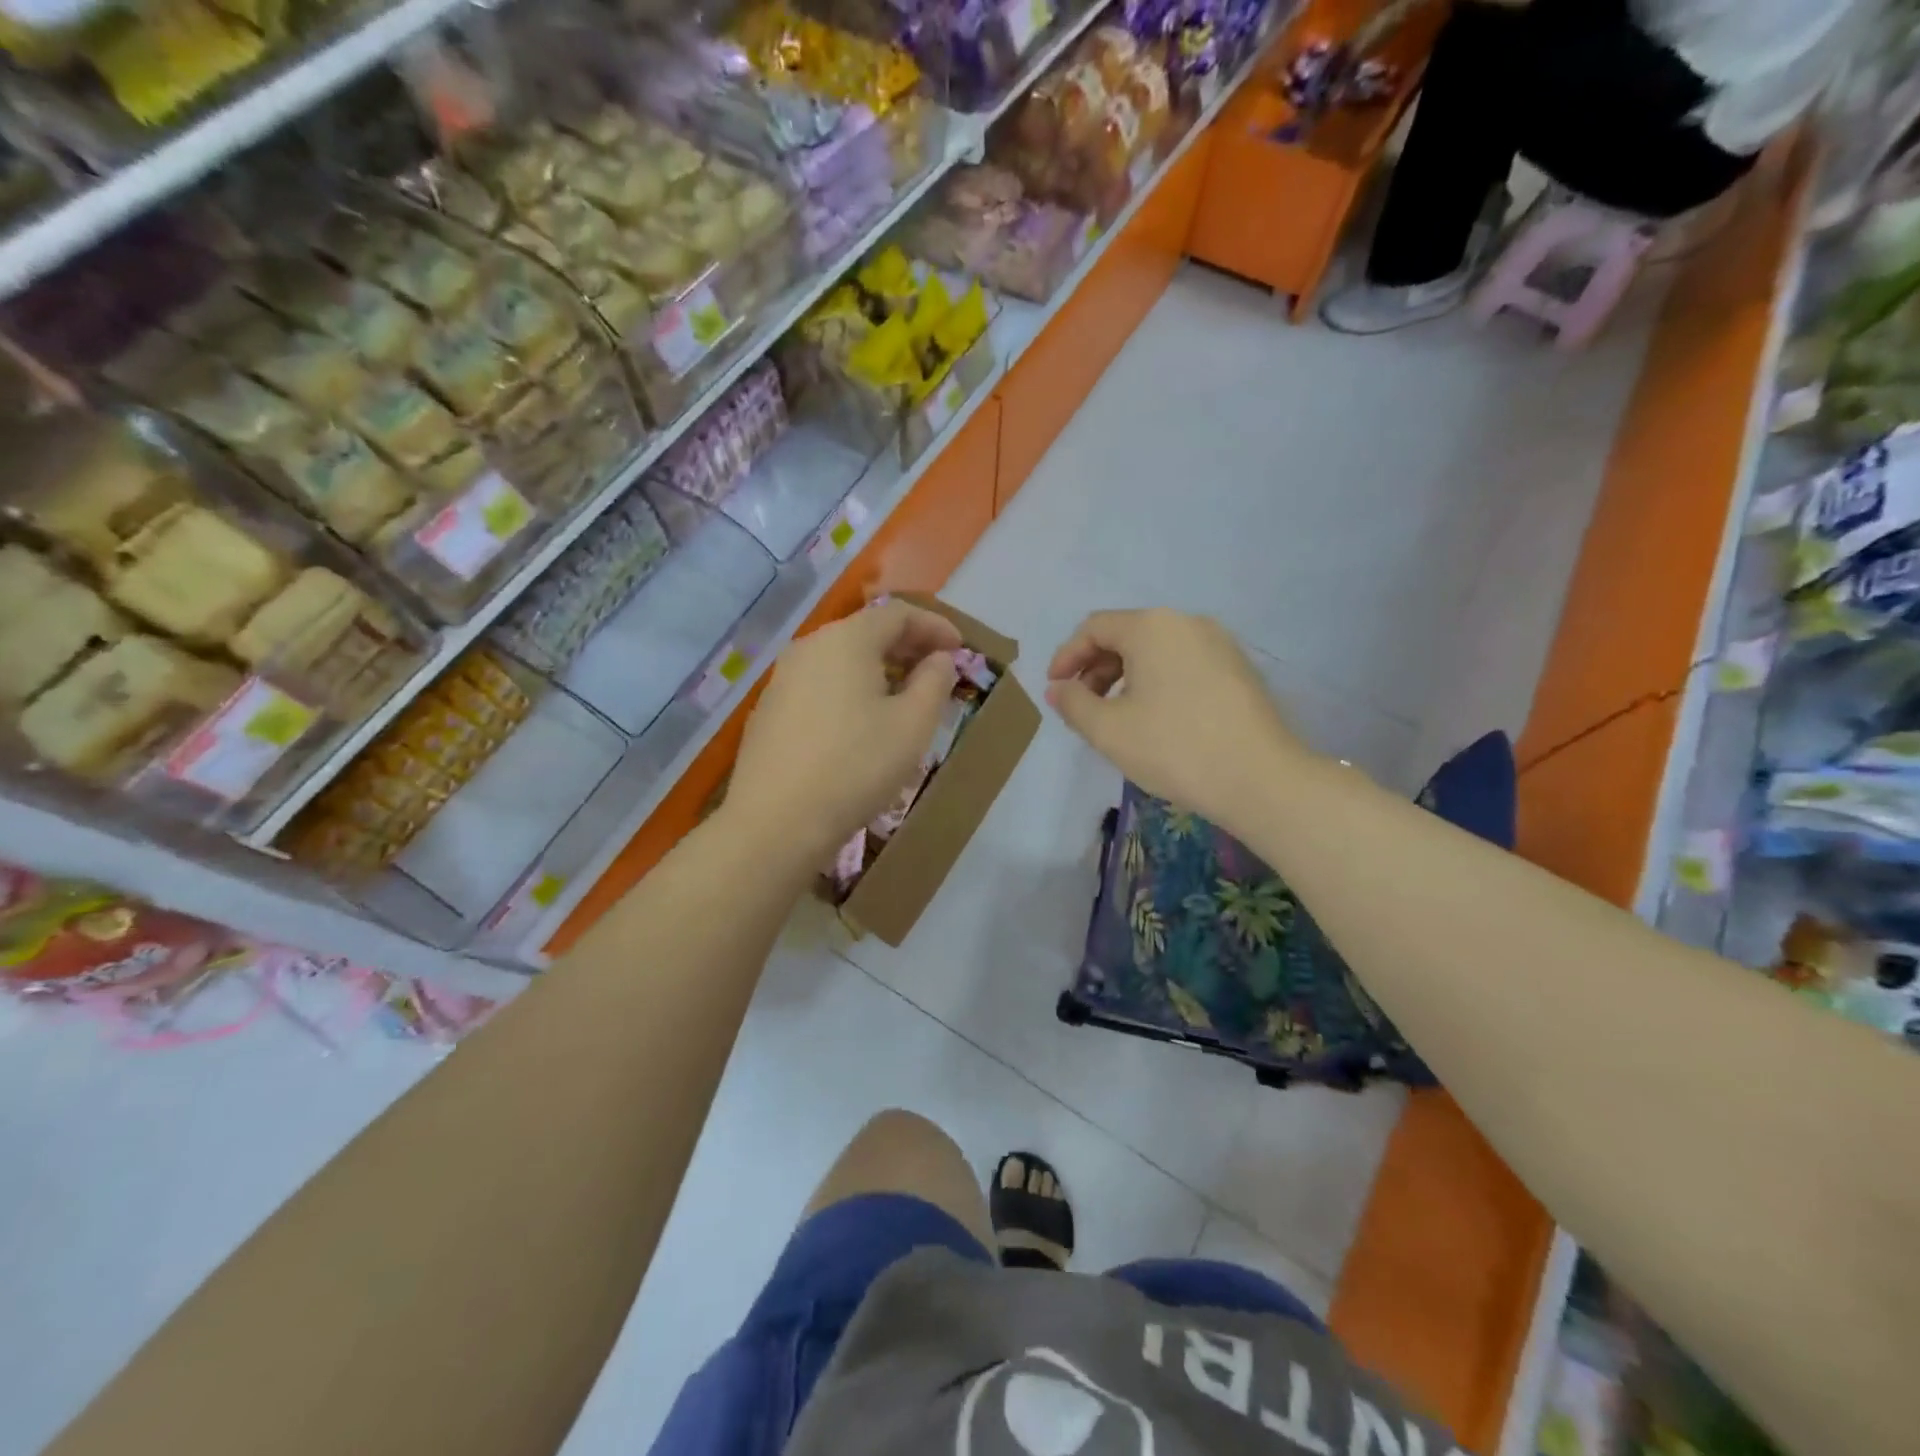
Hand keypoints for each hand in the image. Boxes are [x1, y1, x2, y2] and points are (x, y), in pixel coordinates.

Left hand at [725, 600, 961, 862]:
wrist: (776, 822)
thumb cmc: (856, 766)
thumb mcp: (913, 725)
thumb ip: (934, 682)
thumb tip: (939, 659)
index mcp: (846, 640)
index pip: (898, 613)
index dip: (935, 626)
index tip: (960, 649)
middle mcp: (809, 647)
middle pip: (866, 632)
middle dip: (907, 646)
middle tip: (937, 671)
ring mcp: (783, 679)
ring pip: (841, 660)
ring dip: (878, 670)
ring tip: (903, 698)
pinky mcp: (770, 710)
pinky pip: (820, 685)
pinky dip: (850, 690)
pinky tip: (862, 723)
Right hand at [1046, 608, 1312, 832]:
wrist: (1260, 778)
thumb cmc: (1174, 748)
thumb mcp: (1108, 730)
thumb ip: (1073, 703)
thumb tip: (1058, 688)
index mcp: (1152, 627)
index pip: (1094, 628)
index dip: (1067, 656)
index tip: (1055, 689)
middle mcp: (1186, 622)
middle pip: (1127, 634)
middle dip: (1096, 668)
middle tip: (1083, 706)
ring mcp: (1219, 643)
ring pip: (1157, 650)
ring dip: (1126, 677)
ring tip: (1117, 716)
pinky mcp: (1239, 668)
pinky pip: (1184, 663)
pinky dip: (1158, 682)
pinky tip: (1156, 718)